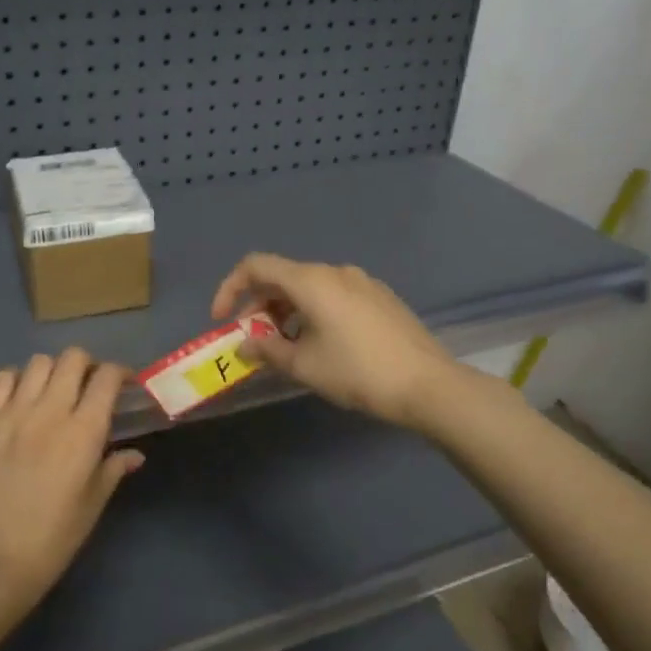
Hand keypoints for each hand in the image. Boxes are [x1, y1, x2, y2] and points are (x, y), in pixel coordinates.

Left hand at [0, 348, 143, 613]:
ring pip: (39, 362)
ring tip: (54, 391)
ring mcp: (13, 412)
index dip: (120, 373)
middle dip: (88, 366)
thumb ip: (115, 467)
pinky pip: (3, 379)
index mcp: (84, 431)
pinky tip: (22, 399)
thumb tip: (135, 454)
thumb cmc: (57, 535)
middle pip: (73, 358)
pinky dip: (17, 380)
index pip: (107, 377)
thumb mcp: (95, 501)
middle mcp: (50, 411)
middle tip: (89, 386)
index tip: (123, 384)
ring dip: (53, 371)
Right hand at [210, 254, 460, 428]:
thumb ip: (267, 351)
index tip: (222, 320)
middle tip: (252, 340)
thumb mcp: (304, 366)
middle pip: (282, 277)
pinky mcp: (380, 298)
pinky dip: (313, 312)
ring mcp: (362, 282)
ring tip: (285, 348)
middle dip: (258, 306)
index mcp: (311, 280)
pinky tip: (320, 344)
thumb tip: (244, 345)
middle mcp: (335, 271)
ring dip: (286, 311)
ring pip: (309, 287)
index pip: (256, 266)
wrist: (428, 384)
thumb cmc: (357, 372)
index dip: (230, 288)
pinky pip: (333, 295)